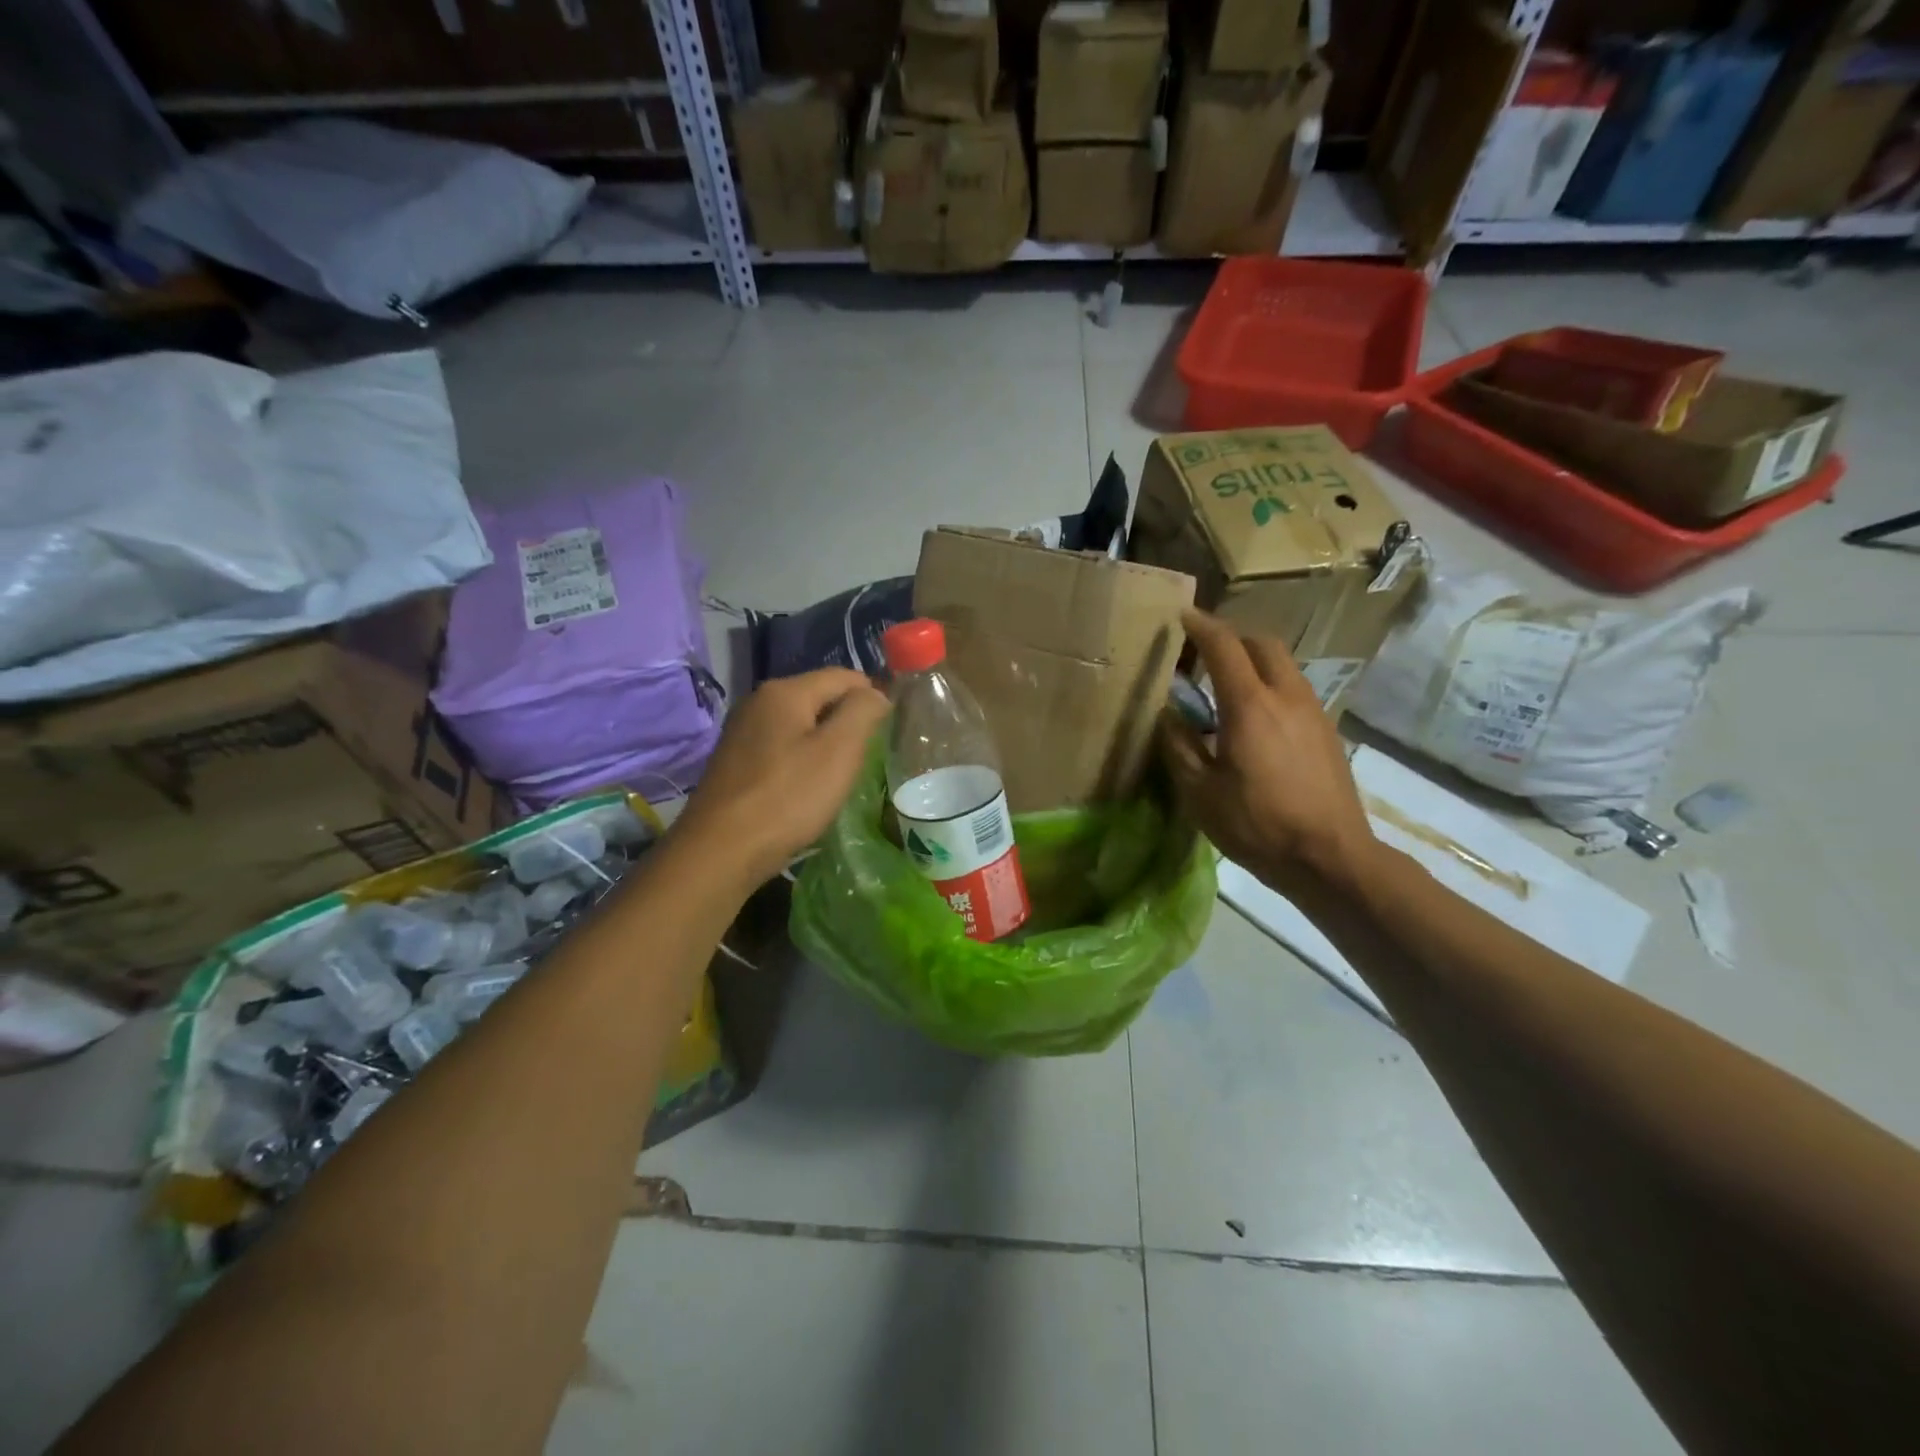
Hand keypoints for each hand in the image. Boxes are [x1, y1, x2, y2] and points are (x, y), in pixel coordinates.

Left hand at [675, 668, 889, 886]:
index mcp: (785, 691)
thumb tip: (876, 693)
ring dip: (825, 742)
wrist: (720, 851)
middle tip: (869, 755)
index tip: (891, 728)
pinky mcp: (734, 762)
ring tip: (843, 773)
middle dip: (848, 720)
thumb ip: (862, 712)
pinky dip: (801, 760)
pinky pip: (781, 747)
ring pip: (800, 724)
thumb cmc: (787, 798)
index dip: (873, 696)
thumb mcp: (839, 751)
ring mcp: (742, 732)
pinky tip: (807, 787)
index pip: (844, 677)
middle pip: (819, 697)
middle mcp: (758, 701)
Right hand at [1160, 609, 1375, 895]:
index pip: (1224, 646)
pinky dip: (1270, 685)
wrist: (1330, 857)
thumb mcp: (1200, 792)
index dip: (1201, 626)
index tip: (1181, 616)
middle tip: (1204, 653)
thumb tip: (1166, 714)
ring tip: (1226, 686)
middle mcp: (1286, 696)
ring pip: (1283, 665)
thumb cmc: (1257, 825)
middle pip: (1262, 643)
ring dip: (1254, 661)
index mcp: (1250, 706)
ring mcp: (1313, 712)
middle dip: (1232, 637)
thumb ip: (1179, 746)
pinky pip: (1294, 690)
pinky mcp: (1327, 731)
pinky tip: (1256, 719)